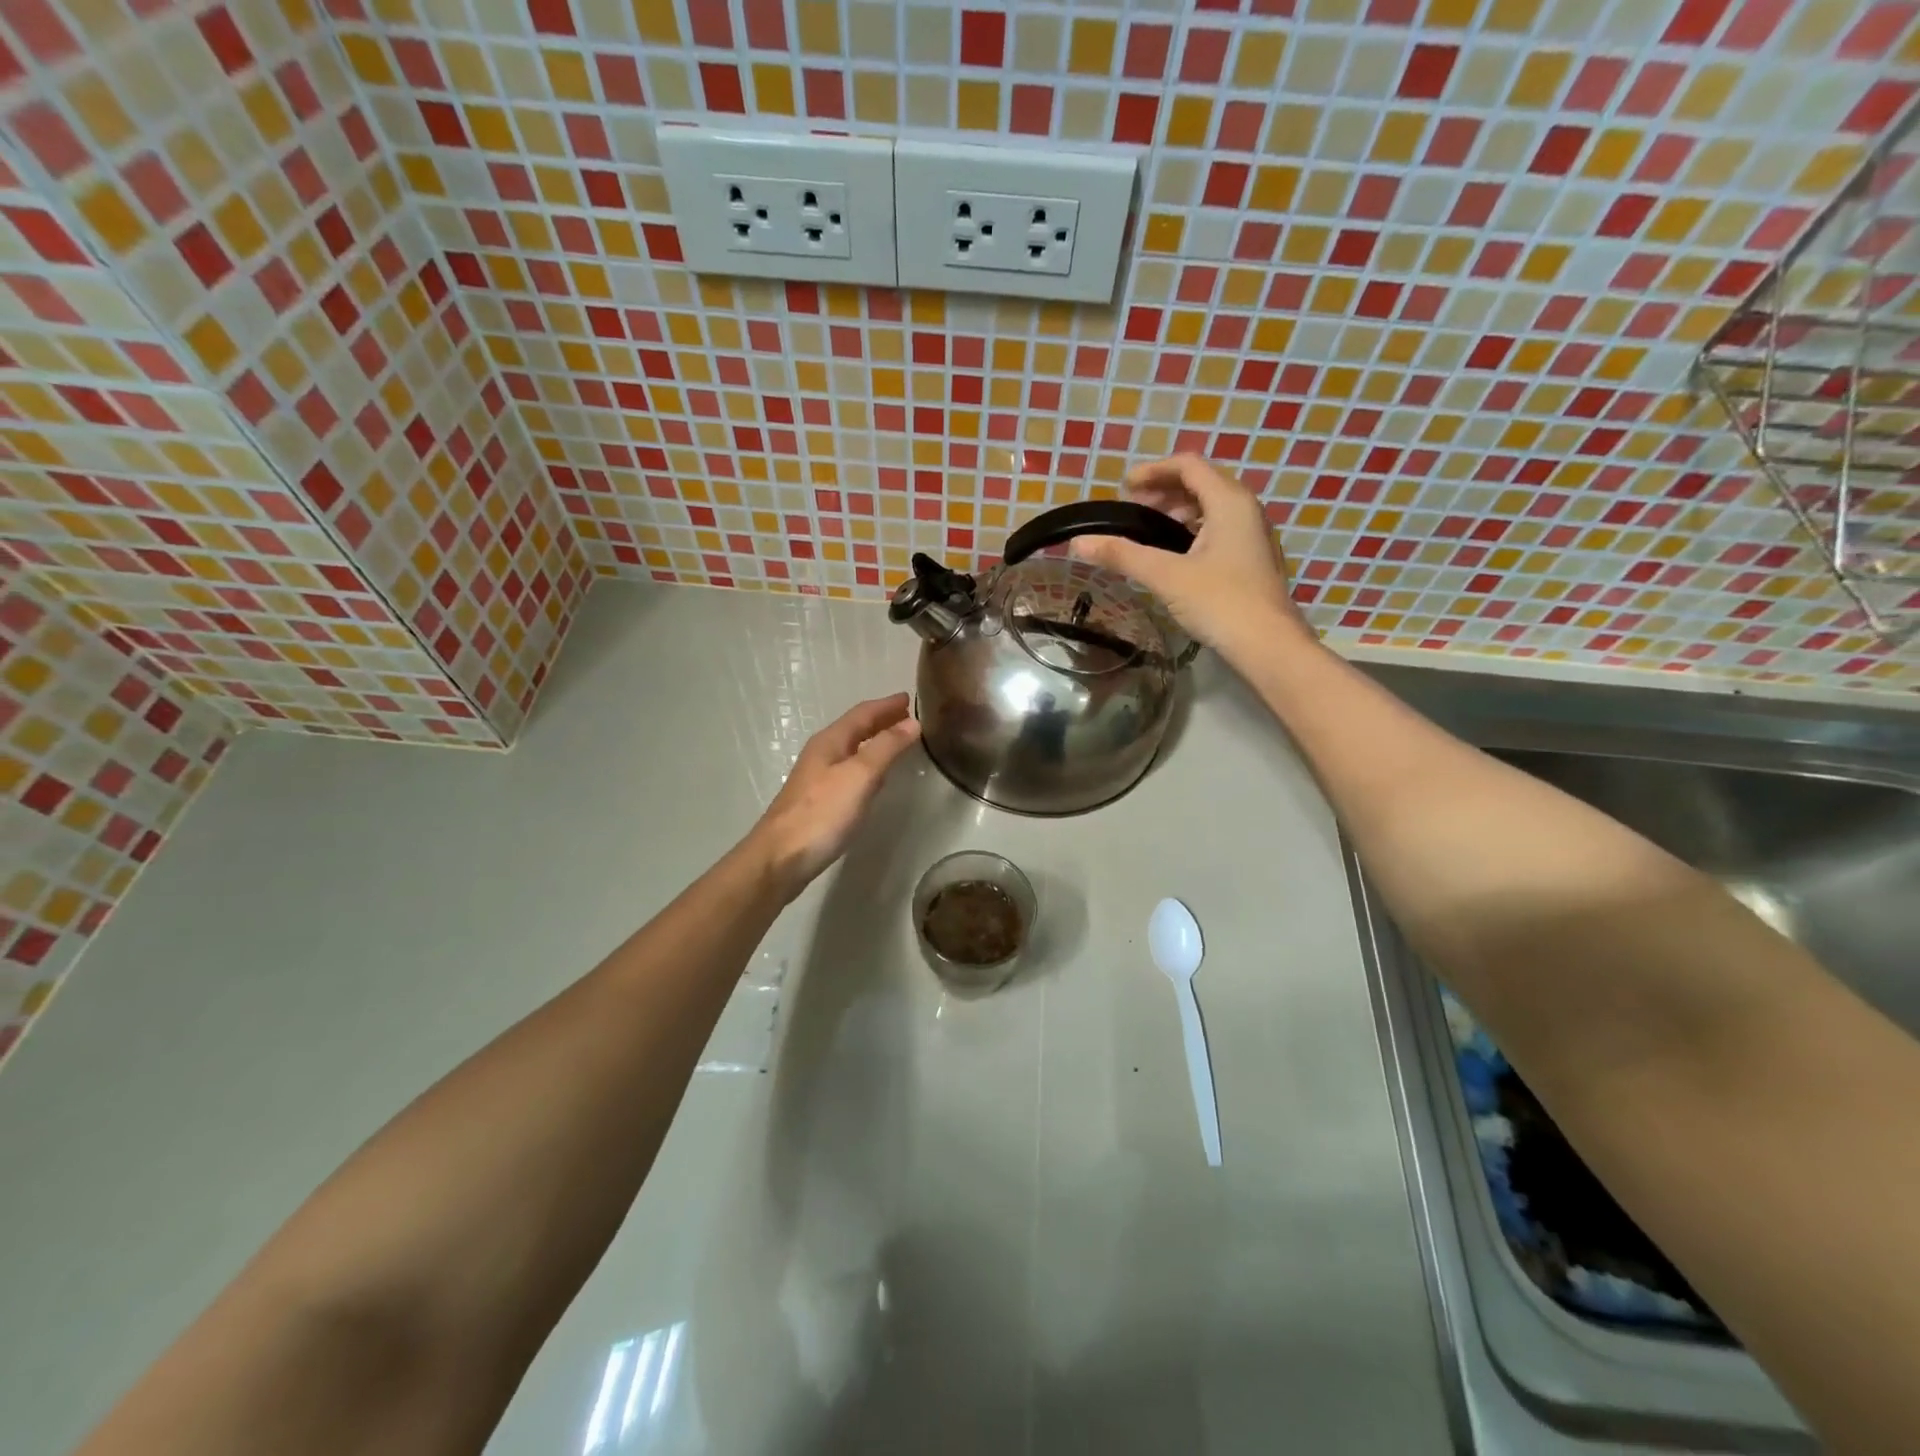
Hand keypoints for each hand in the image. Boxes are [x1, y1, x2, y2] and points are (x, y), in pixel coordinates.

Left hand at [747, 693, 921, 897]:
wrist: (781, 858)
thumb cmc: (822, 813)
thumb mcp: (860, 775)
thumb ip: (886, 747)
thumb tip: (912, 722)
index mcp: (830, 741)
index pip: (862, 713)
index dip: (886, 705)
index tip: (910, 698)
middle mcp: (822, 754)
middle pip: (855, 729)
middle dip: (881, 721)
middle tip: (908, 717)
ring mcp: (818, 778)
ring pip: (852, 750)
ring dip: (875, 742)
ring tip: (898, 741)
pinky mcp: (819, 801)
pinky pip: (849, 771)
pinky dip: (868, 764)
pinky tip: (876, 778)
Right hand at [1069, 454, 1310, 664]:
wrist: (1268, 646)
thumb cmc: (1220, 602)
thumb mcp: (1166, 576)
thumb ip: (1122, 555)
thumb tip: (1078, 542)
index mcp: (1229, 502)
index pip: (1188, 466)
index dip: (1153, 470)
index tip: (1123, 488)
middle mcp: (1245, 510)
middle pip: (1201, 483)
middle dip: (1163, 491)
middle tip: (1132, 510)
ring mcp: (1252, 535)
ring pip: (1211, 507)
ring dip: (1177, 511)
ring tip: (1148, 532)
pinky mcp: (1251, 559)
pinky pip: (1218, 529)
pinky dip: (1191, 530)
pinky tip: (1173, 555)